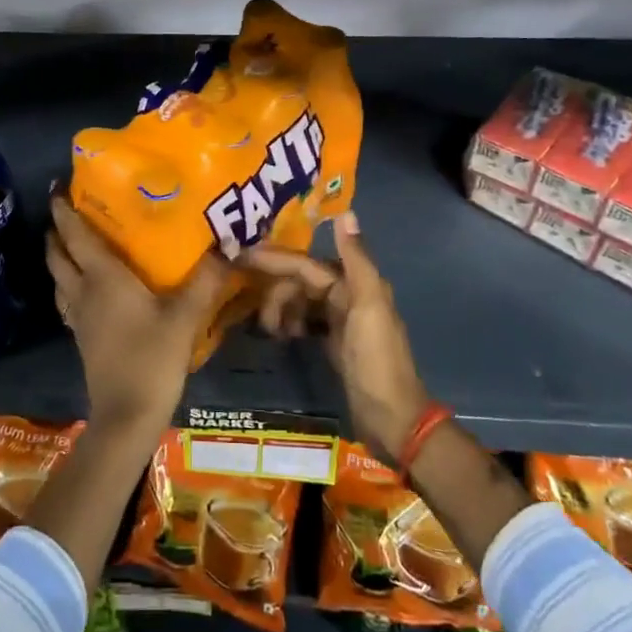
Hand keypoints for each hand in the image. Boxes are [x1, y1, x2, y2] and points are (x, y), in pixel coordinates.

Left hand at [46, 196, 230, 434]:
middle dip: (57, 231)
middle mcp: (83, 291)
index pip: (75, 235)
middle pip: (58, 255)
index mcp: (102, 278)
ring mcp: (79, 317)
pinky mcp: (83, 337)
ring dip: (59, 257)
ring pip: (59, 278)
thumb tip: (228, 244)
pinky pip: (68, 299)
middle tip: (66, 210)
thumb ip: (205, 280)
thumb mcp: (185, 317)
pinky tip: (87, 287)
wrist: (126, 416)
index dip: (64, 210)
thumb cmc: (152, 359)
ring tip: (72, 242)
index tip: (57, 188)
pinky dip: (69, 283)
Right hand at [244, 213, 430, 463]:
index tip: (239, 256)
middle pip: (300, 280)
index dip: (274, 259)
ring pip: (299, 300)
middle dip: (275, 290)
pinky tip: (279, 335)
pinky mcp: (333, 342)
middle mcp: (348, 294)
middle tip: (255, 312)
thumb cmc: (377, 360)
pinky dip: (289, 322)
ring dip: (280, 309)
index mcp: (355, 283)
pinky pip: (303, 320)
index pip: (305, 263)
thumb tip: (344, 213)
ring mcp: (340, 320)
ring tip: (269, 331)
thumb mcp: (368, 306)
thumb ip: (356, 259)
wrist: (392, 418)